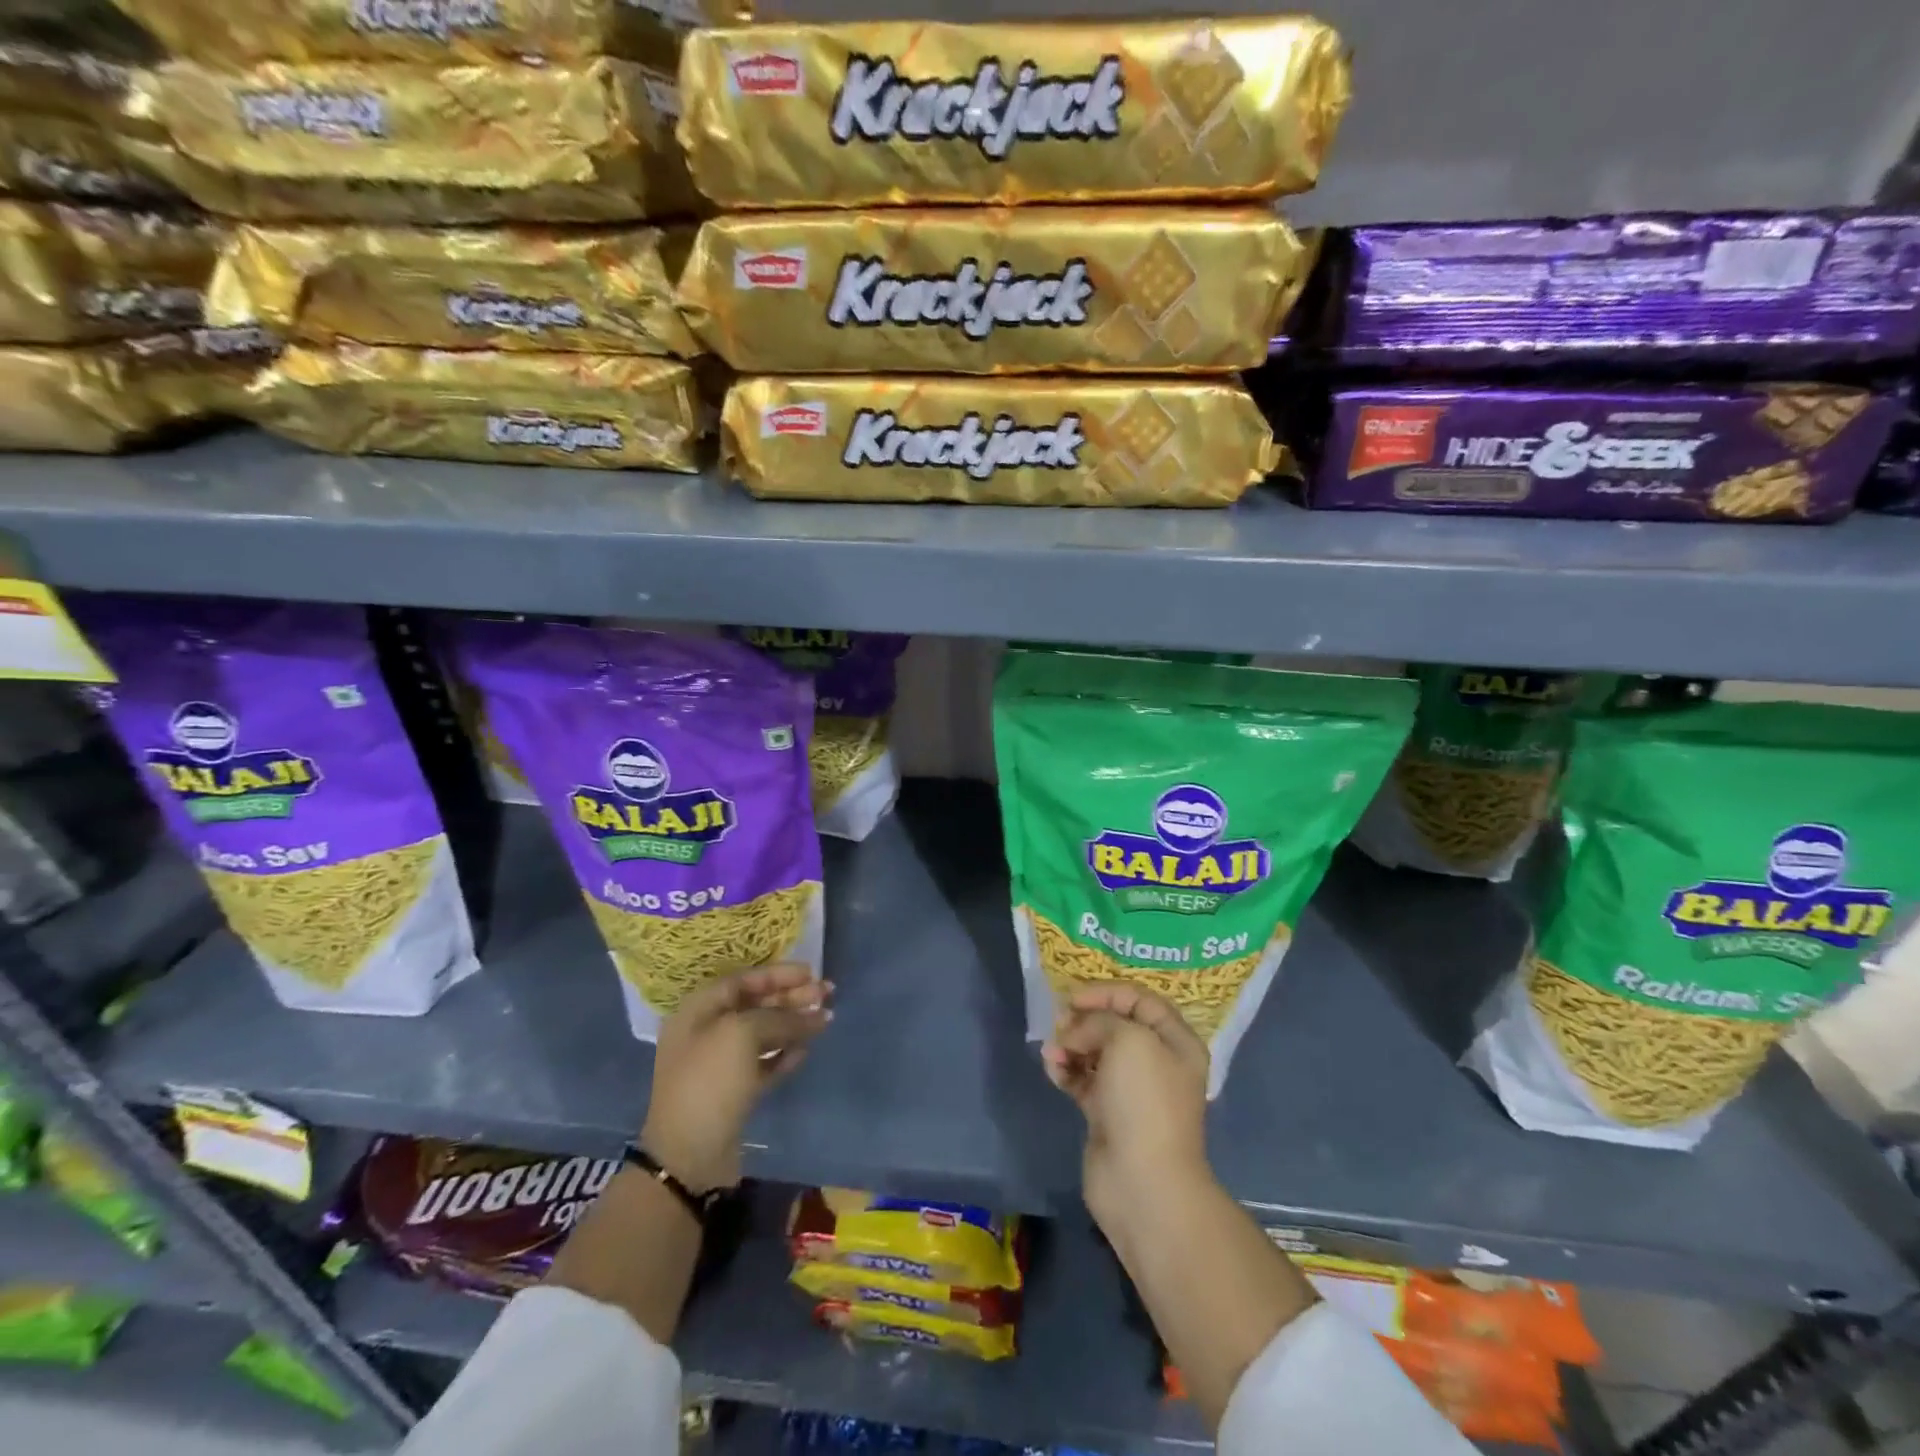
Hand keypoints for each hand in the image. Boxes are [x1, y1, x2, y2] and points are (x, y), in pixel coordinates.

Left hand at [641, 964, 829, 1192]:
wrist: (688, 1157)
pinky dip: (785, 1054)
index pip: (743, 980)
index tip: (811, 973)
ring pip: (764, 1034)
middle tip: (827, 993)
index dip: (778, 974)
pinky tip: (806, 1050)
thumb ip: (780, 1017)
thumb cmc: (709, 1081)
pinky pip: (765, 1063)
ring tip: (826, 1020)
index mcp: (699, 1011)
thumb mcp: (742, 1034)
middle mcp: (707, 1032)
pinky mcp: (735, 1092)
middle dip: (792, 997)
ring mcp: (721, 1065)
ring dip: (794, 1024)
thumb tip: (815, 1013)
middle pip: (756, 1005)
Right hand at [1042, 983, 1210, 1226]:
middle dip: (1085, 1020)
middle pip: (1115, 1024)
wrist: (1143, 1183)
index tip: (1073, 999)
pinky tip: (1052, 1069)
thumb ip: (1100, 1021)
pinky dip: (1066, 1069)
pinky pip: (1083, 1079)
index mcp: (1176, 1041)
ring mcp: (1131, 1090)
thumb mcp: (1128, 1040)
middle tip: (1060, 1024)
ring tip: (1053, 1052)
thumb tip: (1075, 1033)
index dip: (1106, 993)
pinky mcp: (1106, 1113)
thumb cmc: (1144, 1101)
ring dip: (1070, 1045)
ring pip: (1095, 1051)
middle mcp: (1156, 1062)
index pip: (1140, 999)